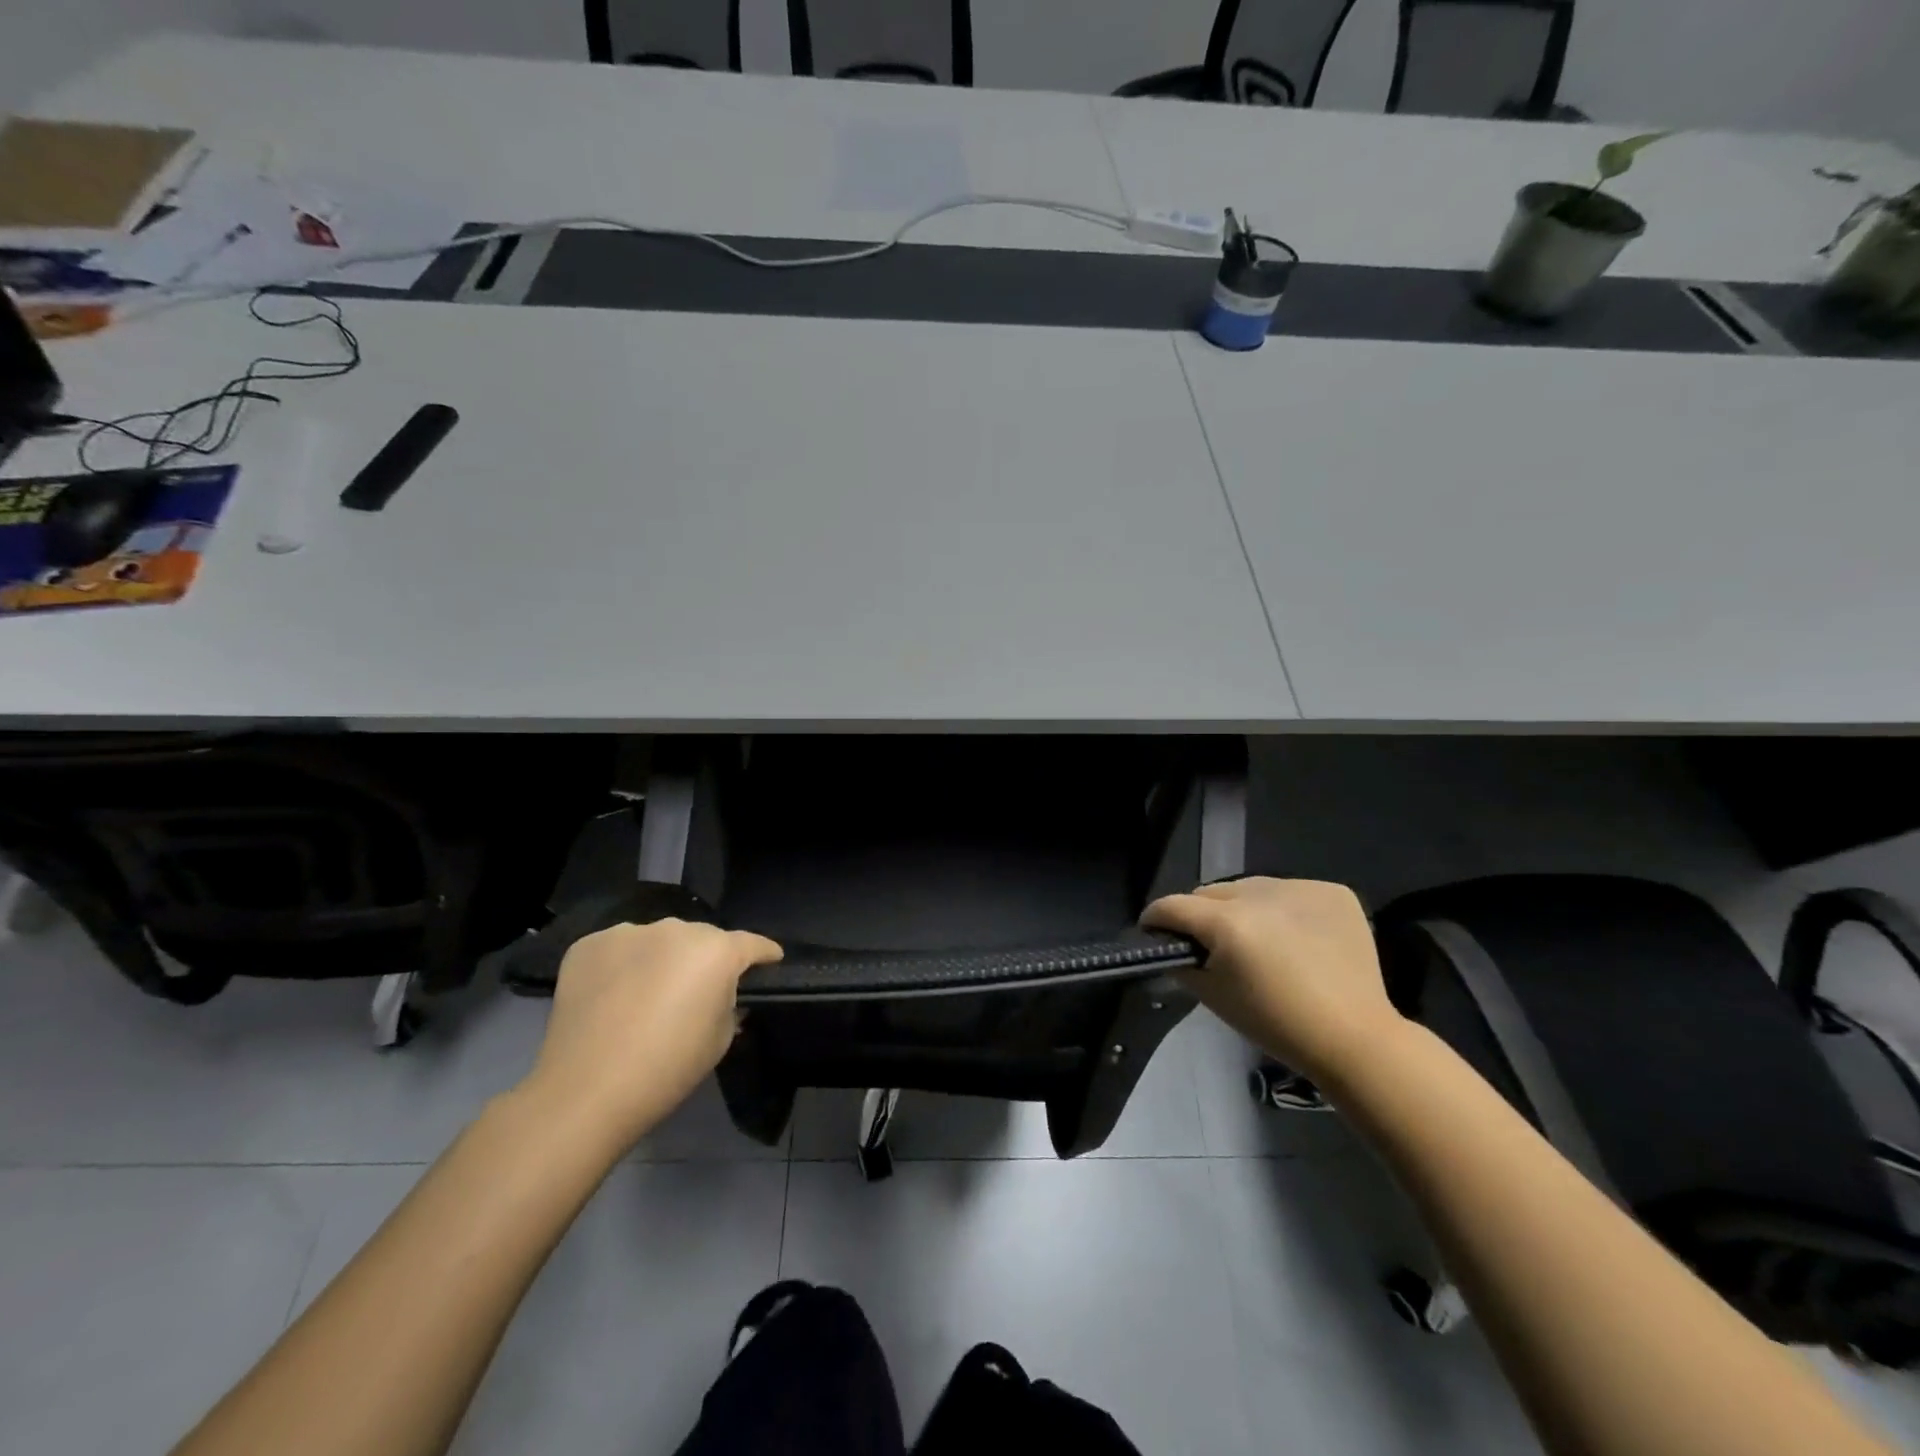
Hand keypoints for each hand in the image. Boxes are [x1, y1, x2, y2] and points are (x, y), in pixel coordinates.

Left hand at [517, 919, 782, 1151]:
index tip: (771, 961)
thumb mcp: (721, 1039)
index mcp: (717, 951)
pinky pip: (619, 948)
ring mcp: (629, 932)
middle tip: (695, 991)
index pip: (752, 943)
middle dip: (705, 959)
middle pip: (702, 939)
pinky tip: (613, 995)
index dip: (764, 953)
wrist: (586, 1092)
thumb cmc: (668, 1068)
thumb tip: (722, 994)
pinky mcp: (589, 944)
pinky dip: (622, 965)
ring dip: (661, 959)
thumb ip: (730, 1003)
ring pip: (658, 940)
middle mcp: (676, 929)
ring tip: (648, 993)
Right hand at [1143, 878, 1400, 1082]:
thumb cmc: (1276, 1024)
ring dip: (1243, 908)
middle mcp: (1259, 893)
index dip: (1156, 918)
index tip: (1153, 931)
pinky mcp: (1331, 891)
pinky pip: (1289, 891)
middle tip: (1210, 943)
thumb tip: (1171, 946)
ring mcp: (1299, 887)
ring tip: (1257, 939)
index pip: (1173, 905)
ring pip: (1250, 888)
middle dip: (1201, 914)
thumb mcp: (1213, 997)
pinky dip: (1283, 909)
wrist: (1355, 1038)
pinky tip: (1296, 938)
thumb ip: (1182, 964)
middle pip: (1210, 893)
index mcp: (1227, 922)